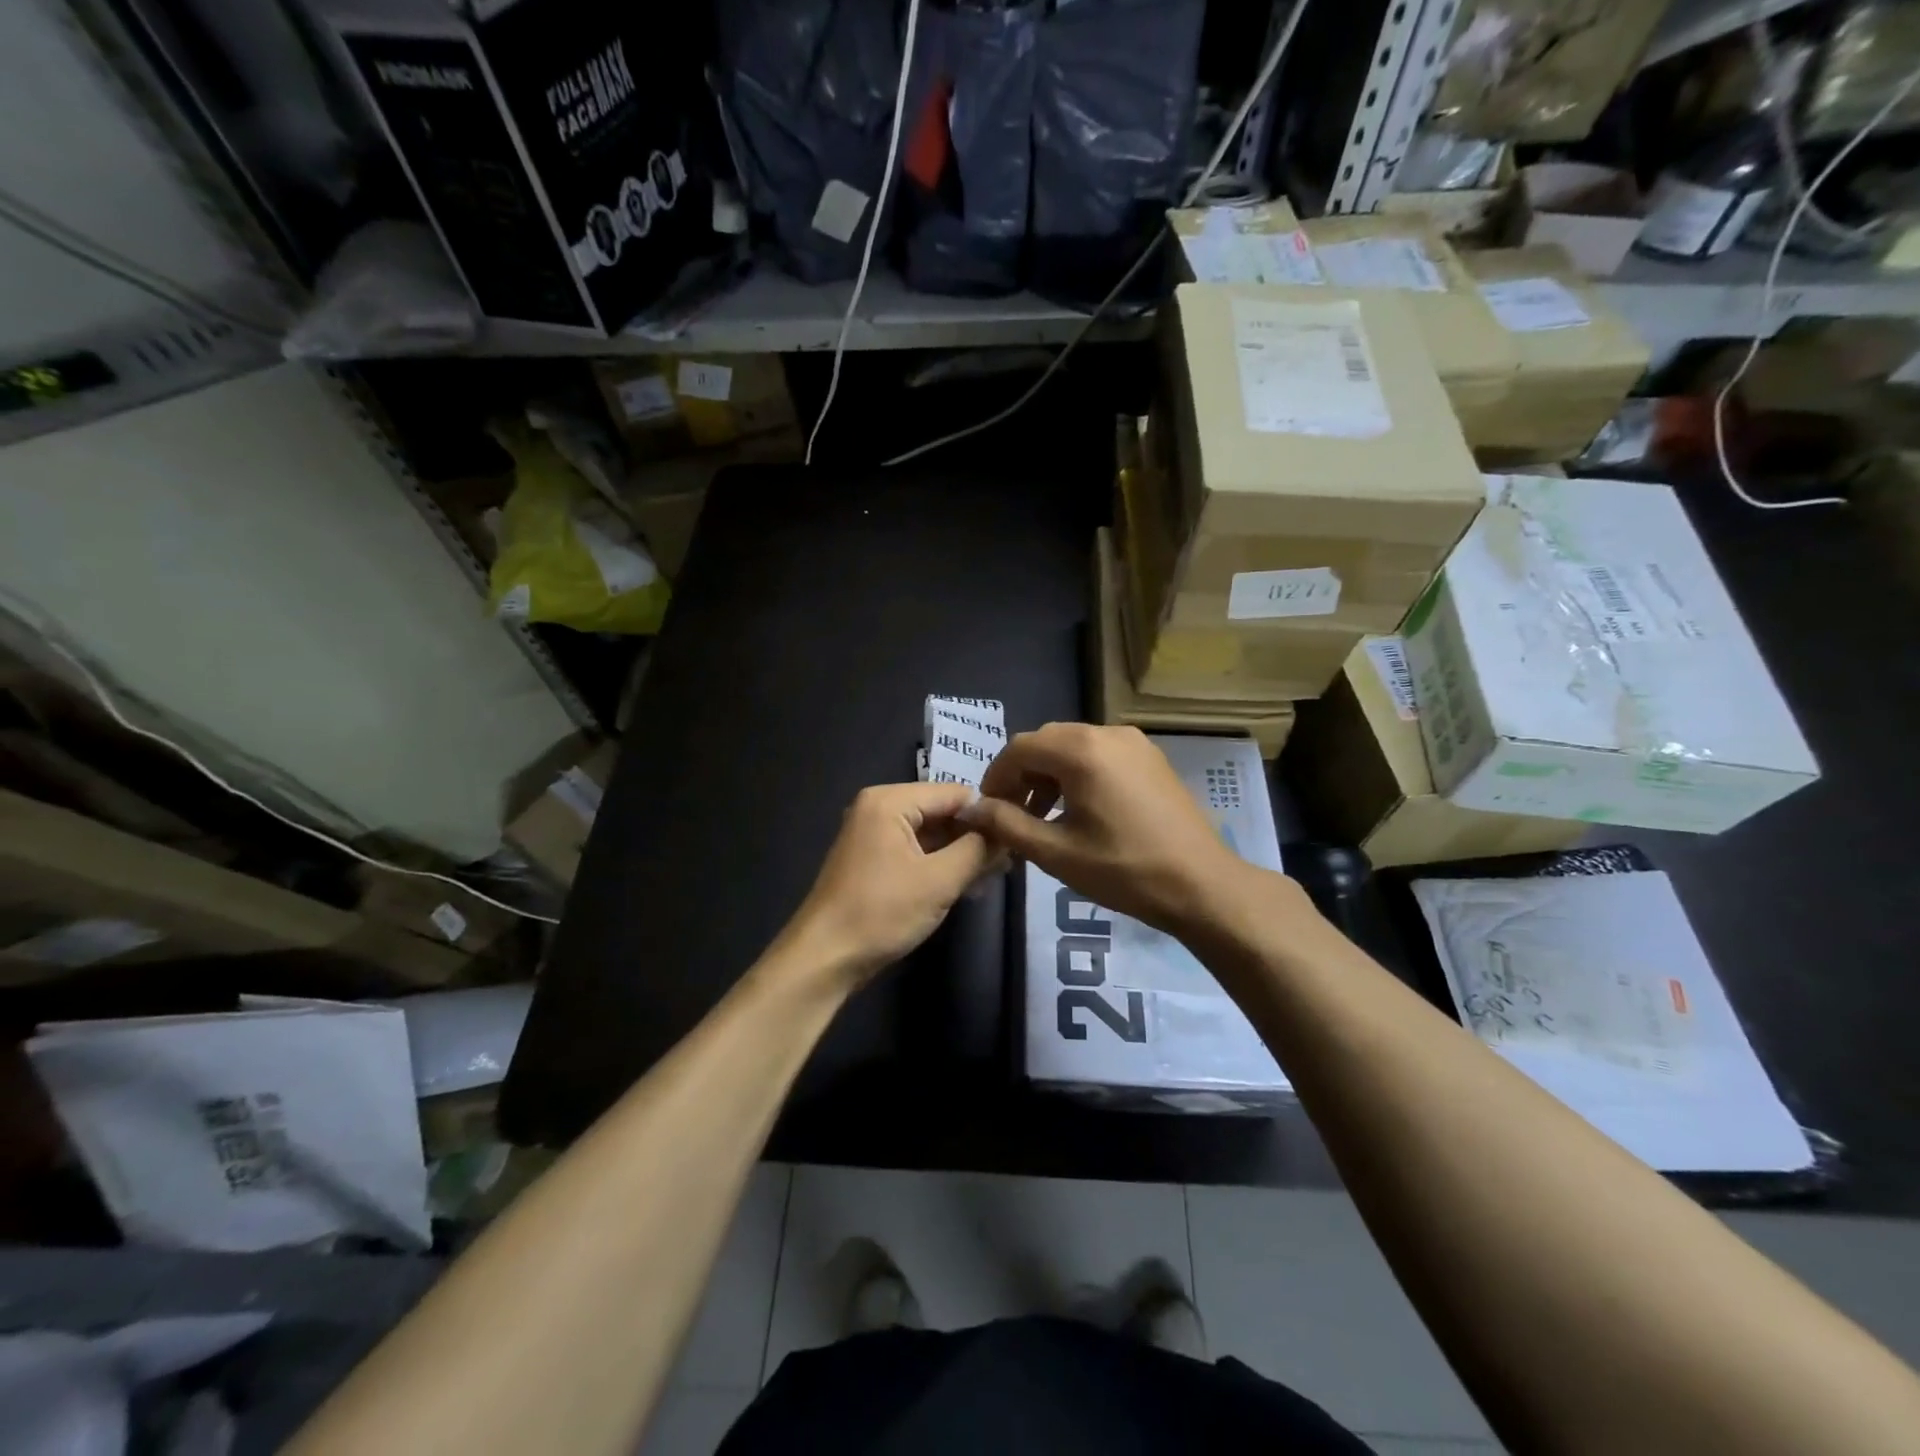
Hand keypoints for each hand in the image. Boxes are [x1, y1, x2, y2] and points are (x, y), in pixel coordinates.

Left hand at [781, 782, 1002, 987]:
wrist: (824, 958)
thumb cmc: (881, 912)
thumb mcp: (939, 880)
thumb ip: (977, 850)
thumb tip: (1005, 831)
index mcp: (889, 801)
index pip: (953, 793)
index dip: (987, 813)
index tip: (1018, 836)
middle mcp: (878, 808)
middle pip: (940, 811)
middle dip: (974, 835)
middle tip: (1010, 860)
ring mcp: (873, 835)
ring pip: (930, 834)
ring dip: (960, 853)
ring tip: (995, 874)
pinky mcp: (873, 861)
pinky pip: (915, 851)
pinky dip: (940, 864)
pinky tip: (967, 883)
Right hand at [960, 723, 1255, 935]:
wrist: (1202, 885)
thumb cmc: (1124, 870)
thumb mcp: (1056, 852)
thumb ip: (1007, 824)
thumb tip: (972, 809)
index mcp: (1082, 750)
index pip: (1019, 748)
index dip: (996, 777)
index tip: (989, 811)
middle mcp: (1107, 733)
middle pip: (1046, 742)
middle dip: (1022, 774)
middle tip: (1013, 815)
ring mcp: (1134, 743)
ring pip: (1073, 746)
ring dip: (1049, 774)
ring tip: (1043, 817)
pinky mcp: (1150, 758)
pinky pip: (1100, 754)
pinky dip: (1078, 773)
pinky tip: (1080, 810)